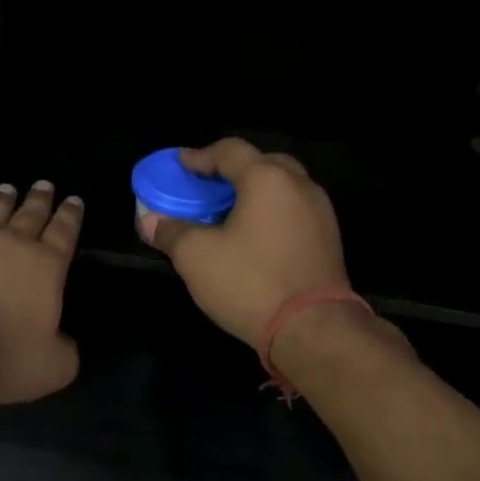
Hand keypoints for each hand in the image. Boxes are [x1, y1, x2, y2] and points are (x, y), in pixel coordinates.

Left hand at [0, 181, 83, 404]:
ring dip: (3, 200)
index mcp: (48, 267)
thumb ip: (64, 350)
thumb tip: (63, 342)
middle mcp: (14, 246)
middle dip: (40, 199)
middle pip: (31, 214)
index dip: (71, 215)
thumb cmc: (5, 357)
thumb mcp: (53, 366)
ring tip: (8, 188)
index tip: (74, 200)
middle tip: (44, 184)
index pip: (65, 232)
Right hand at [146, 139, 353, 347]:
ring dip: (254, 192)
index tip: (180, 166)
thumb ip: (171, 232)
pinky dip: (271, 213)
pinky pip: (294, 211)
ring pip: (283, 187)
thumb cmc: (250, 283)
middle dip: (233, 170)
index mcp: (267, 179)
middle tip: (209, 187)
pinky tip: (254, 237)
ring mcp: (320, 213)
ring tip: (229, 212)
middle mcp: (299, 186)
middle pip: (263, 162)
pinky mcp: (329, 239)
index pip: (230, 151)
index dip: (200, 156)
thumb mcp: (196, 257)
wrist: (313, 329)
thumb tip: (150, 221)